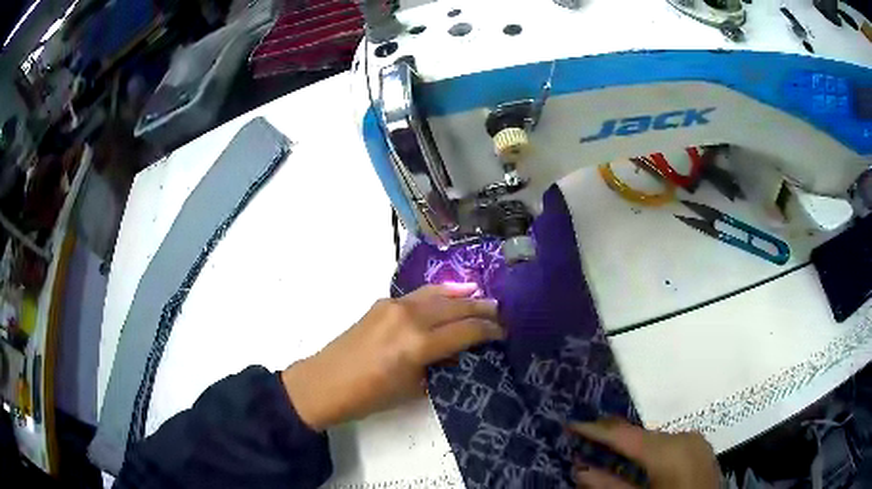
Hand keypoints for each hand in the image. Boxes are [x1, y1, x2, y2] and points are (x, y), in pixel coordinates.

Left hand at [281, 283, 502, 430]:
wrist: (324, 382)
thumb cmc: (368, 396)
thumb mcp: (412, 388)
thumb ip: (438, 366)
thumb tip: (456, 353)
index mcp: (418, 343)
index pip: (465, 331)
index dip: (488, 331)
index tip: (503, 333)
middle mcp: (409, 317)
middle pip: (455, 307)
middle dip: (481, 309)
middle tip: (500, 313)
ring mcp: (394, 305)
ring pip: (438, 294)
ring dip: (462, 295)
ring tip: (482, 296)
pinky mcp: (382, 303)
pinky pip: (419, 294)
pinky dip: (439, 293)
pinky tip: (450, 293)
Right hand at [570, 419, 719, 488]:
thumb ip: (610, 486)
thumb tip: (580, 469)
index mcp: (669, 450)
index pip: (624, 435)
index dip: (595, 429)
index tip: (570, 423)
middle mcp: (683, 437)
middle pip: (639, 435)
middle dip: (612, 437)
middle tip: (584, 436)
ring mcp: (695, 441)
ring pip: (654, 439)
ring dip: (630, 445)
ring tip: (605, 447)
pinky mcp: (699, 448)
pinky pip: (668, 444)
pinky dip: (649, 450)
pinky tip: (636, 459)